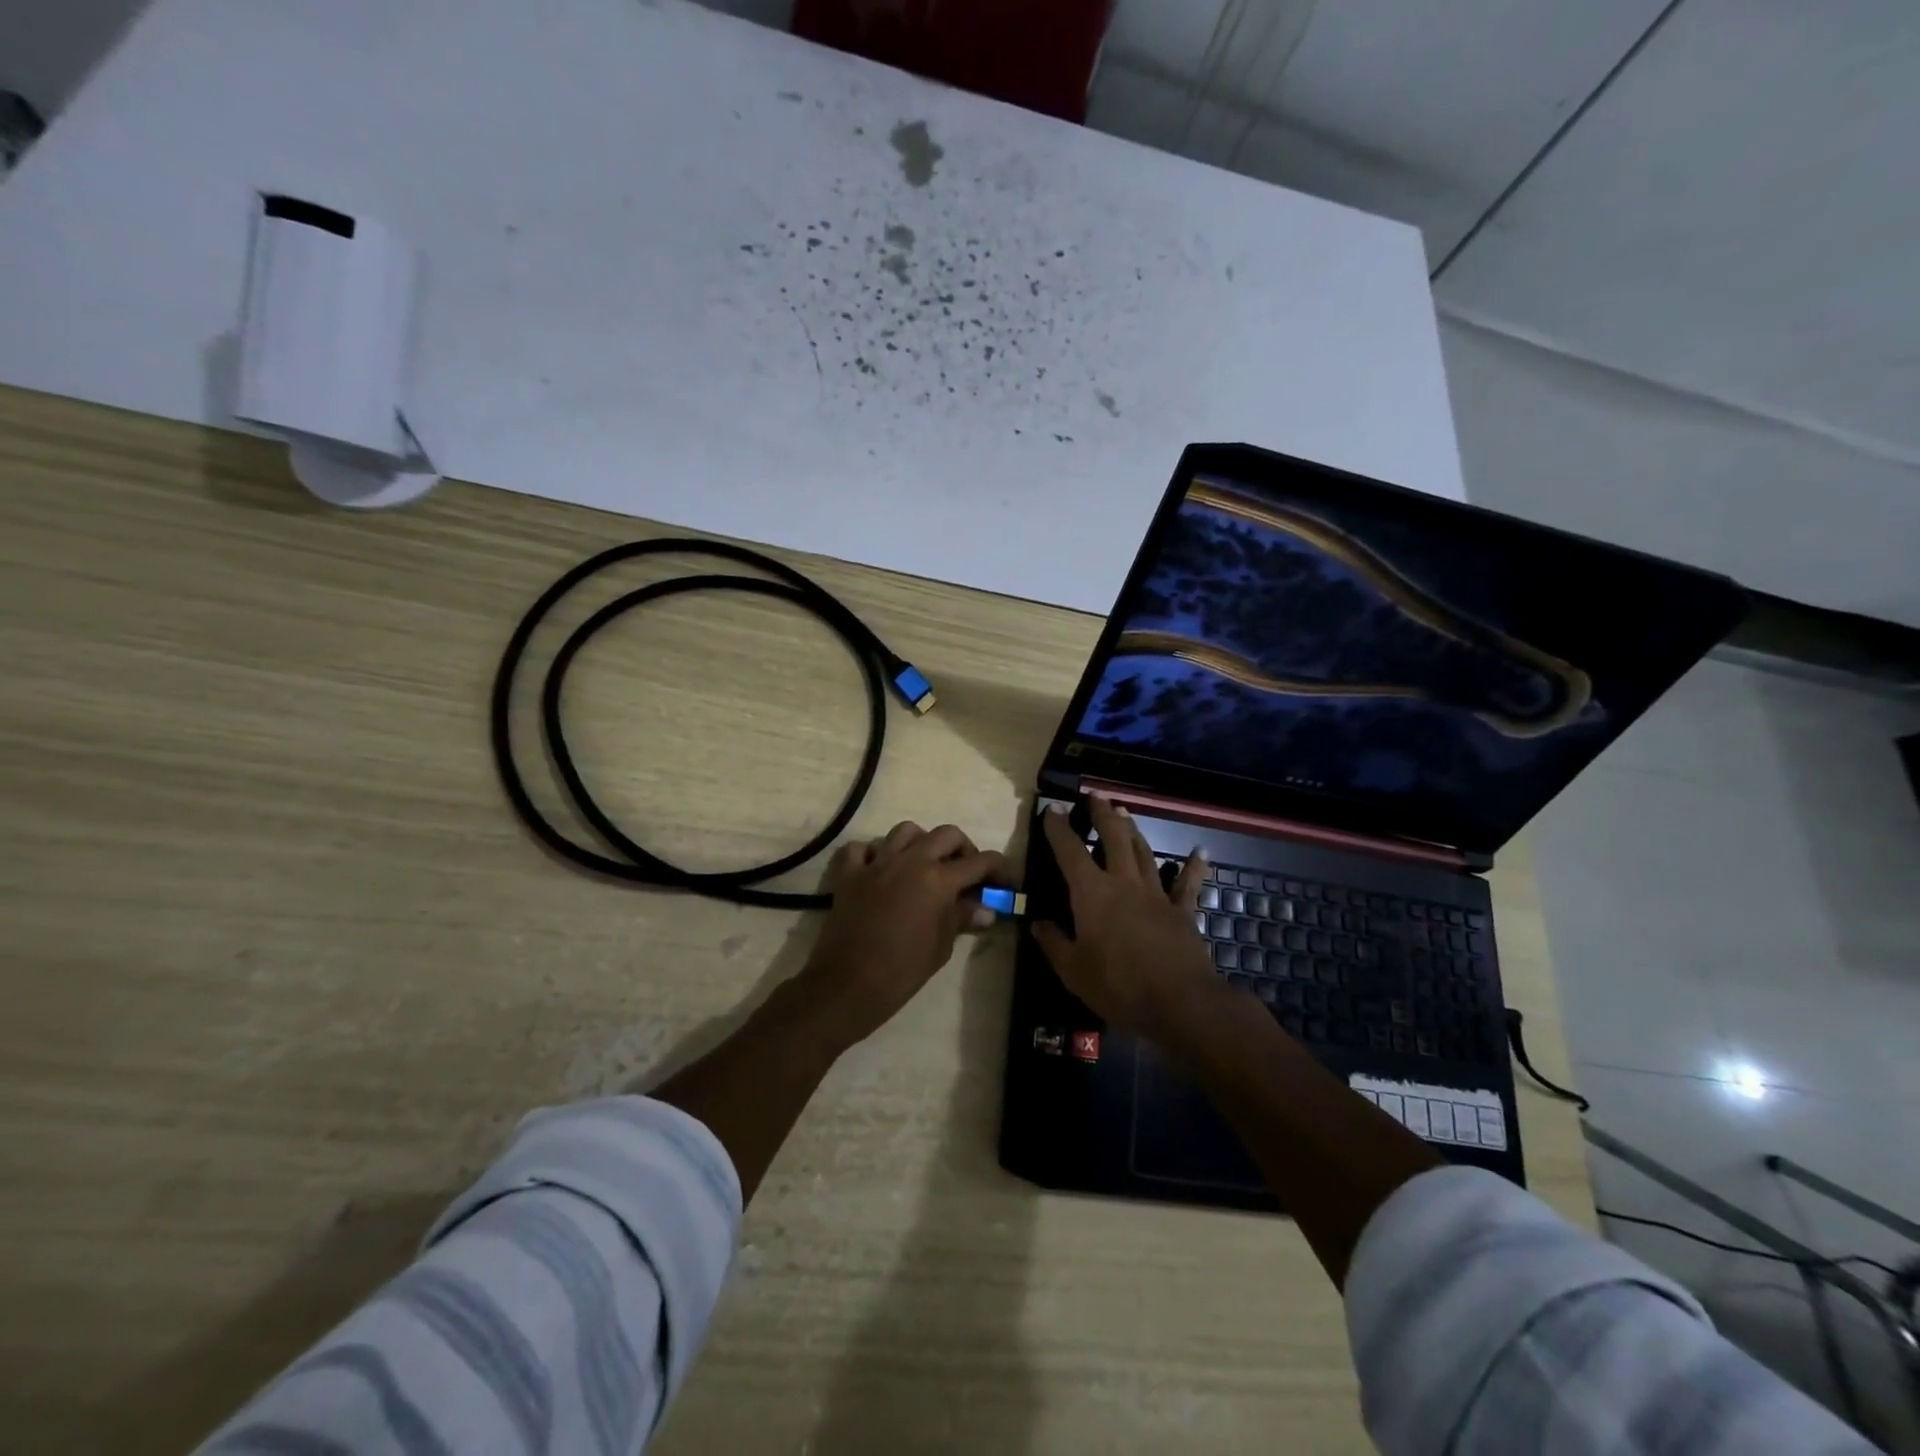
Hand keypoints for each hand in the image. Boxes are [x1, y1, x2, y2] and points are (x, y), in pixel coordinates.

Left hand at [797, 822, 1007, 1046]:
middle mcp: (910, 861)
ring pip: (905, 831)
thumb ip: (962, 918)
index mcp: (938, 879)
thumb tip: (986, 910)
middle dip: (963, 849)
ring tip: (924, 865)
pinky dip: (872, 853)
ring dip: (921, 843)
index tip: (1005, 880)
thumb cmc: (903, 970)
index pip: (979, 862)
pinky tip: (878, 869)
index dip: (999, 868)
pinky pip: (861, 848)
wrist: (849, 984)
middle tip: (965, 872)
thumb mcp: (942, 946)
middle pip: (946, 834)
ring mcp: (876, 863)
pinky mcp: (849, 873)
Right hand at [1032, 795, 1223, 1036]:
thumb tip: (1038, 924)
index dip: (1058, 828)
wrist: (1179, 1002)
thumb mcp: (1073, 971)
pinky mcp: (1182, 912)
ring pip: (1143, 852)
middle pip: (1113, 838)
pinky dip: (1193, 867)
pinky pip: (1187, 885)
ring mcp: (1156, 895)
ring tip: (1124, 812)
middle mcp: (1124, 883)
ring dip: (1132, 830)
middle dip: (1102, 815)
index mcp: (1092, 893)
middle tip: (1095, 797)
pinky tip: (1201, 853)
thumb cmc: (1118, 985)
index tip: (1051, 809)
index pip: (1070, 851)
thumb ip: (1054, 943)